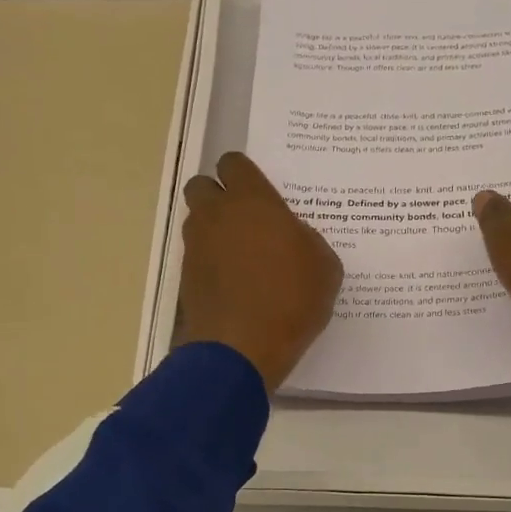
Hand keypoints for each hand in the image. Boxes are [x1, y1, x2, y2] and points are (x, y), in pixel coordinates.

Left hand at [178, 152, 342, 391]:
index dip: (246, 174)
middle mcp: (216, 216)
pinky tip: (235, 285)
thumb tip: (294, 237)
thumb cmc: (292, 300)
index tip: (262, 193)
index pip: (234, 163)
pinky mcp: (186, 278)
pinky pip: (198, 257)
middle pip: (203, 186)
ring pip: (198, 222)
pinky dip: (211, 263)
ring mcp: (196, 247)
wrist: (242, 348)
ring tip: (243, 257)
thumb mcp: (325, 267)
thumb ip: (307, 240)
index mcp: (252, 202)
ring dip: (215, 231)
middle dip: (220, 197)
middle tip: (247, 221)